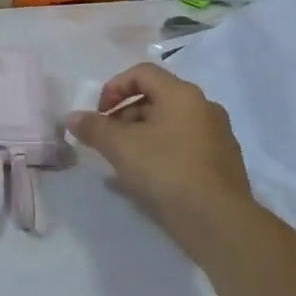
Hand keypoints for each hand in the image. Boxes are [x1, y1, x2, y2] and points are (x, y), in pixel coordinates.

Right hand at [66, 63, 253, 257]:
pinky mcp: (223, 165)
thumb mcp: (121, 147)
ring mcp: (218, 136)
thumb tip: (72, 118)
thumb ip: (94, 128)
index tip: (100, 114)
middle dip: (125, 116)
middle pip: (156, 99)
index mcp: (182, 94)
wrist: (219, 223)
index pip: (142, 73)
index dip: (114, 88)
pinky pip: (184, 148)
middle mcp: (204, 107)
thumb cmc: (167, 171)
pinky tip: (147, 181)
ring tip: (123, 164)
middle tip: (108, 141)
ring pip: (170, 126)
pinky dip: (162, 155)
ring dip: (142, 137)